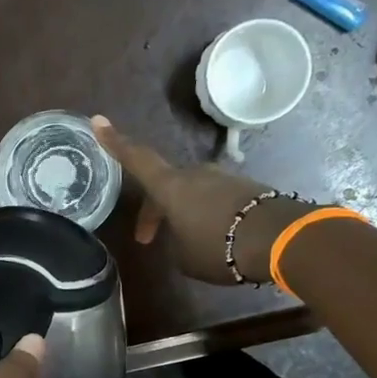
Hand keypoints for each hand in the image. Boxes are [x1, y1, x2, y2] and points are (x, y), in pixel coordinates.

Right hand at [91, 115, 314, 283]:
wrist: (278, 239)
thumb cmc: (219, 247)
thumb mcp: (184, 256)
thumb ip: (175, 240)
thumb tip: (185, 233)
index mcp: (171, 187)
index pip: (137, 159)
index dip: (116, 142)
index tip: (98, 121)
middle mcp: (195, 174)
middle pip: (165, 185)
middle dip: (154, 210)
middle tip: (147, 239)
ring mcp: (223, 178)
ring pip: (191, 192)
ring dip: (183, 214)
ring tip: (186, 243)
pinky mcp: (246, 188)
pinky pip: (216, 199)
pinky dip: (208, 215)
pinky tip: (215, 239)